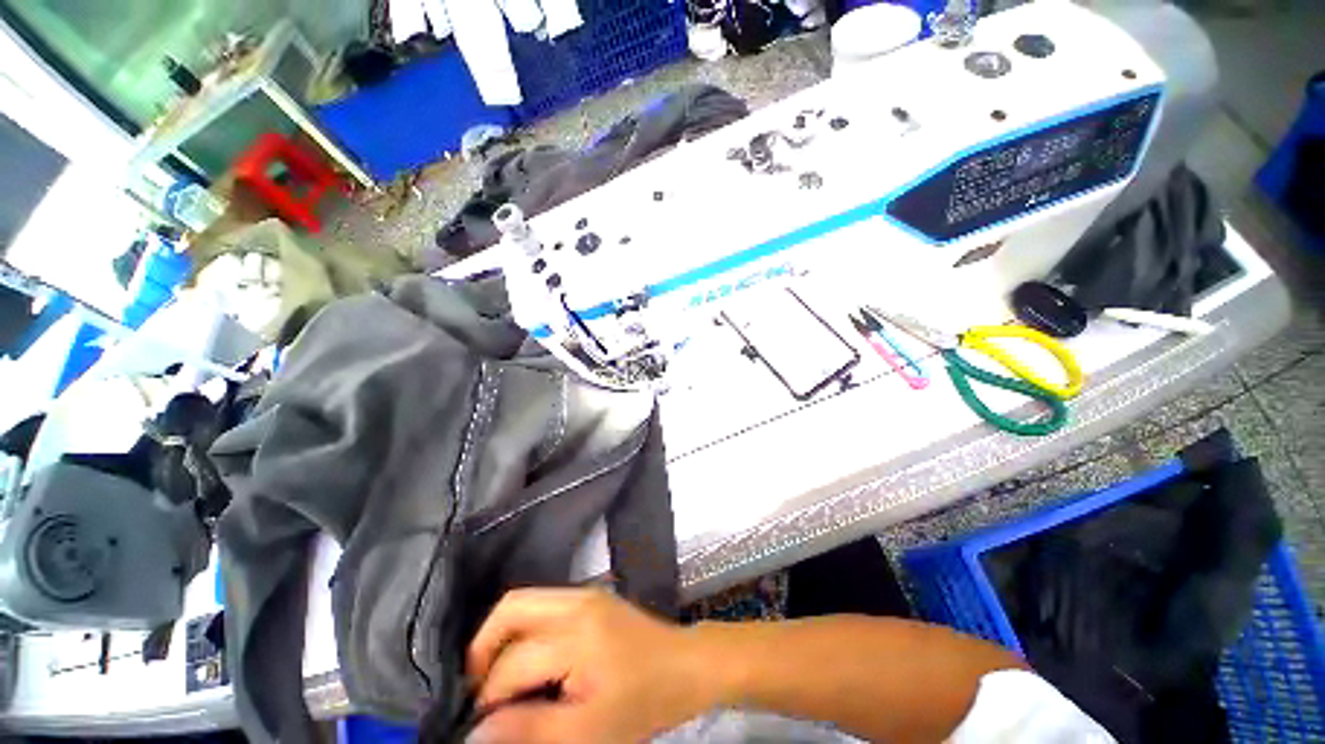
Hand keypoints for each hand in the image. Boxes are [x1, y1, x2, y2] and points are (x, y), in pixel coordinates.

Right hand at [467, 588, 713, 742]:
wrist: (686, 666)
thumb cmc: (642, 703)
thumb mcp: (587, 732)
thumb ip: (530, 731)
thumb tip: (476, 732)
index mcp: (577, 634)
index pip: (511, 664)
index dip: (487, 698)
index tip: (478, 727)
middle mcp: (577, 602)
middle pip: (511, 608)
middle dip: (483, 649)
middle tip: (477, 692)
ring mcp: (585, 593)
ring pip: (525, 602)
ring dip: (502, 638)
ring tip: (498, 680)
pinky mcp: (591, 596)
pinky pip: (543, 605)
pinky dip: (524, 630)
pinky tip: (528, 662)